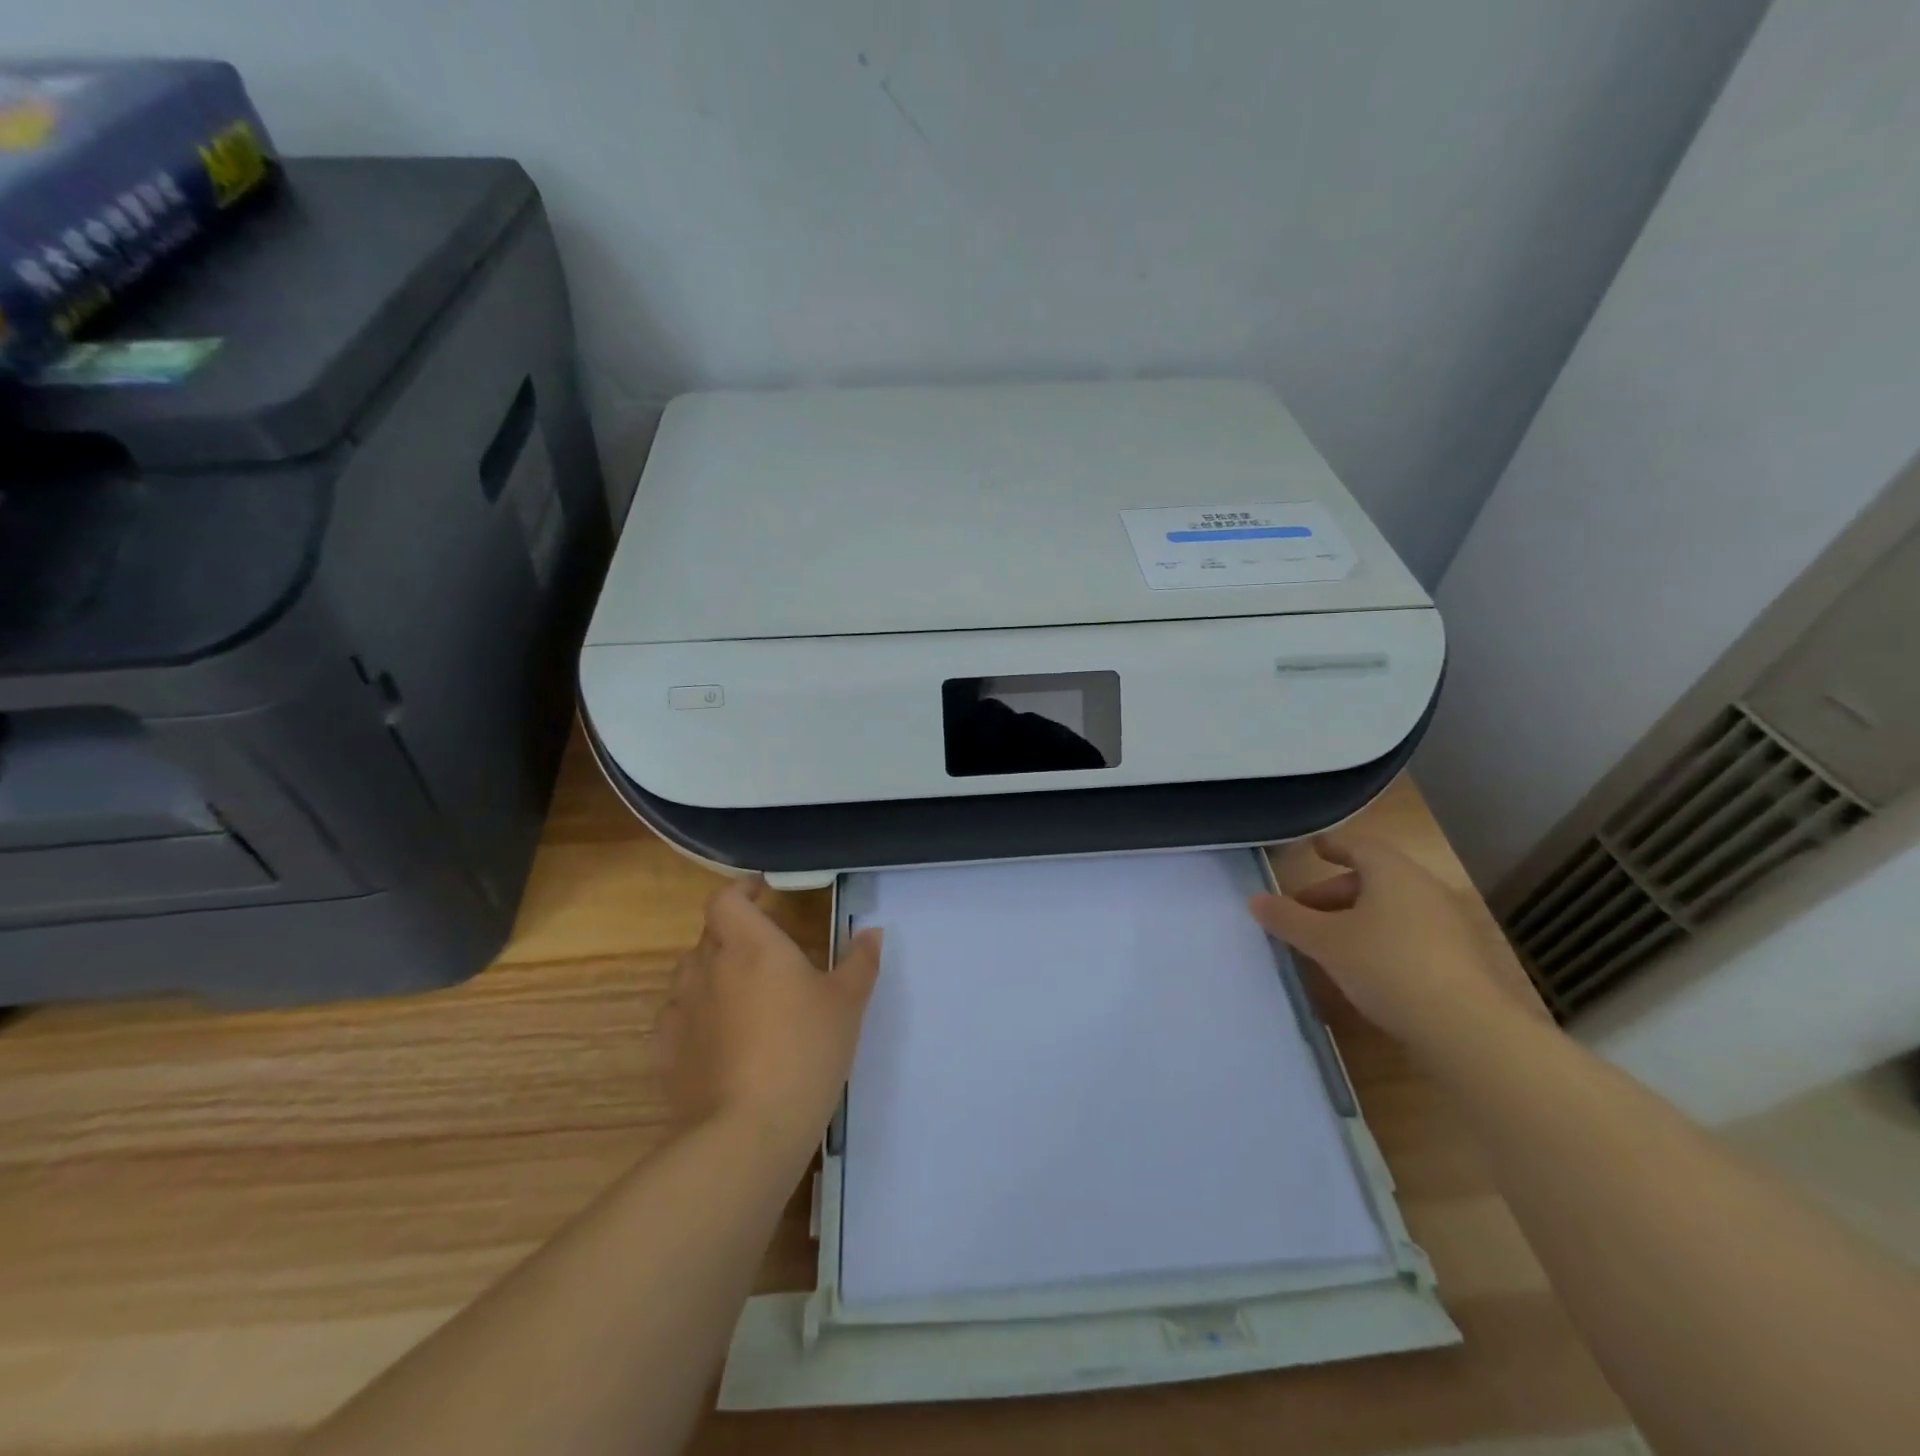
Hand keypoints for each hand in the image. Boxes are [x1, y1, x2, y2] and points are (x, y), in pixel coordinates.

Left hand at [657, 878, 882, 1157]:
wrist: (747, 1132)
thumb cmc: (806, 1052)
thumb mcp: (847, 1004)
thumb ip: (859, 962)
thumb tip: (871, 932)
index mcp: (750, 944)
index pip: (727, 899)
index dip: (742, 890)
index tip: (764, 894)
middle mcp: (708, 966)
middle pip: (712, 933)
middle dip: (735, 934)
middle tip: (768, 952)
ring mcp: (681, 1008)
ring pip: (692, 973)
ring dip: (713, 972)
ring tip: (743, 995)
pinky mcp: (666, 1050)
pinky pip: (678, 1015)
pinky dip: (695, 1014)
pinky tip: (717, 1037)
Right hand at [1247, 833, 1521, 1049]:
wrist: (1468, 1029)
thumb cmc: (1387, 966)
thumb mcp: (1325, 942)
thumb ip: (1288, 919)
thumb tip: (1255, 900)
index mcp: (1393, 873)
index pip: (1358, 846)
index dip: (1332, 846)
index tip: (1313, 849)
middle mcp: (1425, 889)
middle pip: (1374, 879)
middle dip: (1335, 893)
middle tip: (1303, 913)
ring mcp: (1450, 925)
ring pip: (1393, 909)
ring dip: (1358, 919)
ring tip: (1330, 944)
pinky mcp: (1463, 961)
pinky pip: (1412, 936)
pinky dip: (1383, 941)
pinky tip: (1366, 970)